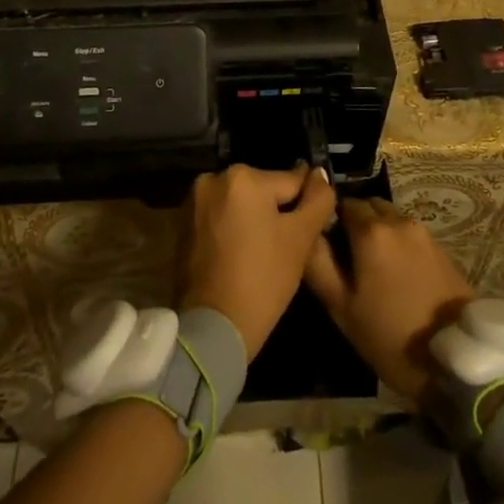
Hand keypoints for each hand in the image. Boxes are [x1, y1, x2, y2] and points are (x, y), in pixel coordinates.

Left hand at [179, 163, 336, 357]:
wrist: (213, 329)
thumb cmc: (262, 280)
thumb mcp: (300, 239)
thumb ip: (318, 200)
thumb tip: (320, 174)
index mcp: (242, 177)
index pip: (291, 182)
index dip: (306, 207)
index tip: (309, 232)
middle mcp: (213, 179)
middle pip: (263, 191)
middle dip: (277, 213)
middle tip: (287, 248)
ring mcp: (194, 202)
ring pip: (241, 204)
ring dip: (254, 221)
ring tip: (265, 255)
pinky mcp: (184, 224)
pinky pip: (221, 218)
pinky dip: (233, 230)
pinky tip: (242, 257)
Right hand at [303, 198, 473, 404]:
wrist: (456, 360)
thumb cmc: (390, 335)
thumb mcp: (342, 308)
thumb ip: (318, 263)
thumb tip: (308, 233)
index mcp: (371, 230)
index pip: (341, 203)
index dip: (330, 220)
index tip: (327, 246)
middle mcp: (398, 220)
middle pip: (368, 206)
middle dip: (355, 222)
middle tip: (348, 258)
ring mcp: (423, 233)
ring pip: (390, 218)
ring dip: (378, 232)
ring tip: (373, 269)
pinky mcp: (442, 248)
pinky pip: (409, 234)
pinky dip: (398, 244)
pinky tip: (397, 275)